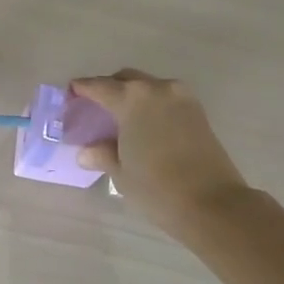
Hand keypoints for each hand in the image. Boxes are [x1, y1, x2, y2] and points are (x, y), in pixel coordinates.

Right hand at [70, 70, 248, 230]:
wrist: (213, 204)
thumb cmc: (157, 187)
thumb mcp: (121, 172)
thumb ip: (102, 154)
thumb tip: (87, 151)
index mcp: (132, 98)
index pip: (98, 86)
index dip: (81, 89)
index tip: (70, 93)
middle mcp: (157, 89)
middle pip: (126, 79)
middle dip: (108, 88)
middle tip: (95, 107)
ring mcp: (181, 98)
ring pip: (149, 87)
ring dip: (132, 96)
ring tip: (120, 119)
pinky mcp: (198, 112)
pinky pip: (166, 99)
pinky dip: (151, 106)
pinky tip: (144, 126)